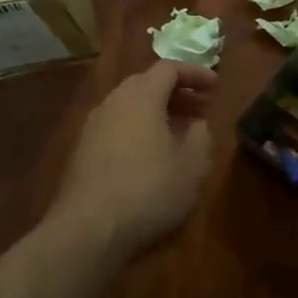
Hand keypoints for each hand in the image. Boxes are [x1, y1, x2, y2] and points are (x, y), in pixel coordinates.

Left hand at [52, 61, 214, 259]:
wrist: (88, 229)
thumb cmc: (149, 190)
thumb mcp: (192, 165)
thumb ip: (200, 136)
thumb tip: (196, 124)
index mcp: (141, 96)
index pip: (169, 68)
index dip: (195, 74)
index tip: (216, 87)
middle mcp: (113, 102)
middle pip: (146, 84)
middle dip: (176, 93)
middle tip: (200, 109)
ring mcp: (92, 127)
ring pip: (129, 107)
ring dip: (157, 113)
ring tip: (179, 133)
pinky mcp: (81, 153)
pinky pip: (116, 128)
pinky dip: (138, 130)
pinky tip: (151, 157)